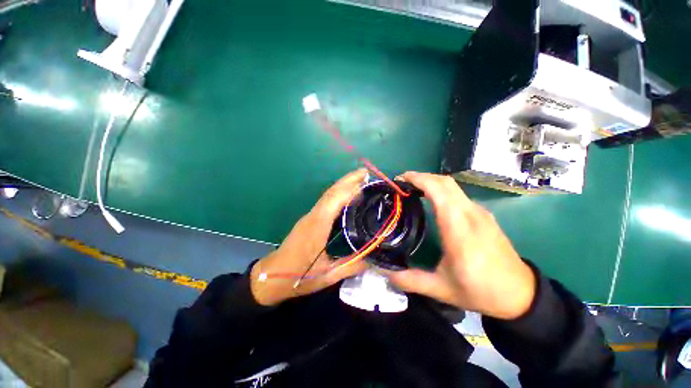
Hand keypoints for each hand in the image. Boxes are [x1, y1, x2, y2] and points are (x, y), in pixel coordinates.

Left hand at [250, 169, 368, 305]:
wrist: (272, 276)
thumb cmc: (298, 277)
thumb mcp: (327, 276)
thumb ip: (350, 267)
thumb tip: (373, 259)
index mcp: (317, 227)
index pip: (334, 201)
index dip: (349, 189)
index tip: (365, 181)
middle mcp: (313, 216)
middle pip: (331, 192)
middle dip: (348, 180)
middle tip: (365, 172)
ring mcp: (310, 216)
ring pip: (327, 195)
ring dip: (343, 184)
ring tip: (359, 179)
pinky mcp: (309, 219)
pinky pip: (325, 201)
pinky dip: (338, 193)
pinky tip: (347, 195)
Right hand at [386, 172, 535, 319]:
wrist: (521, 295)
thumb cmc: (481, 291)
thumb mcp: (442, 289)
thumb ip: (411, 280)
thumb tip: (386, 273)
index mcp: (459, 229)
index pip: (439, 191)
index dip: (419, 180)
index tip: (400, 179)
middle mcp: (471, 214)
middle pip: (445, 182)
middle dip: (421, 177)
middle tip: (402, 183)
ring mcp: (480, 213)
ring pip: (453, 186)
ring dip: (431, 181)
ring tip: (412, 189)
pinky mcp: (483, 215)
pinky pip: (459, 193)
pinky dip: (441, 189)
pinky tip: (432, 200)